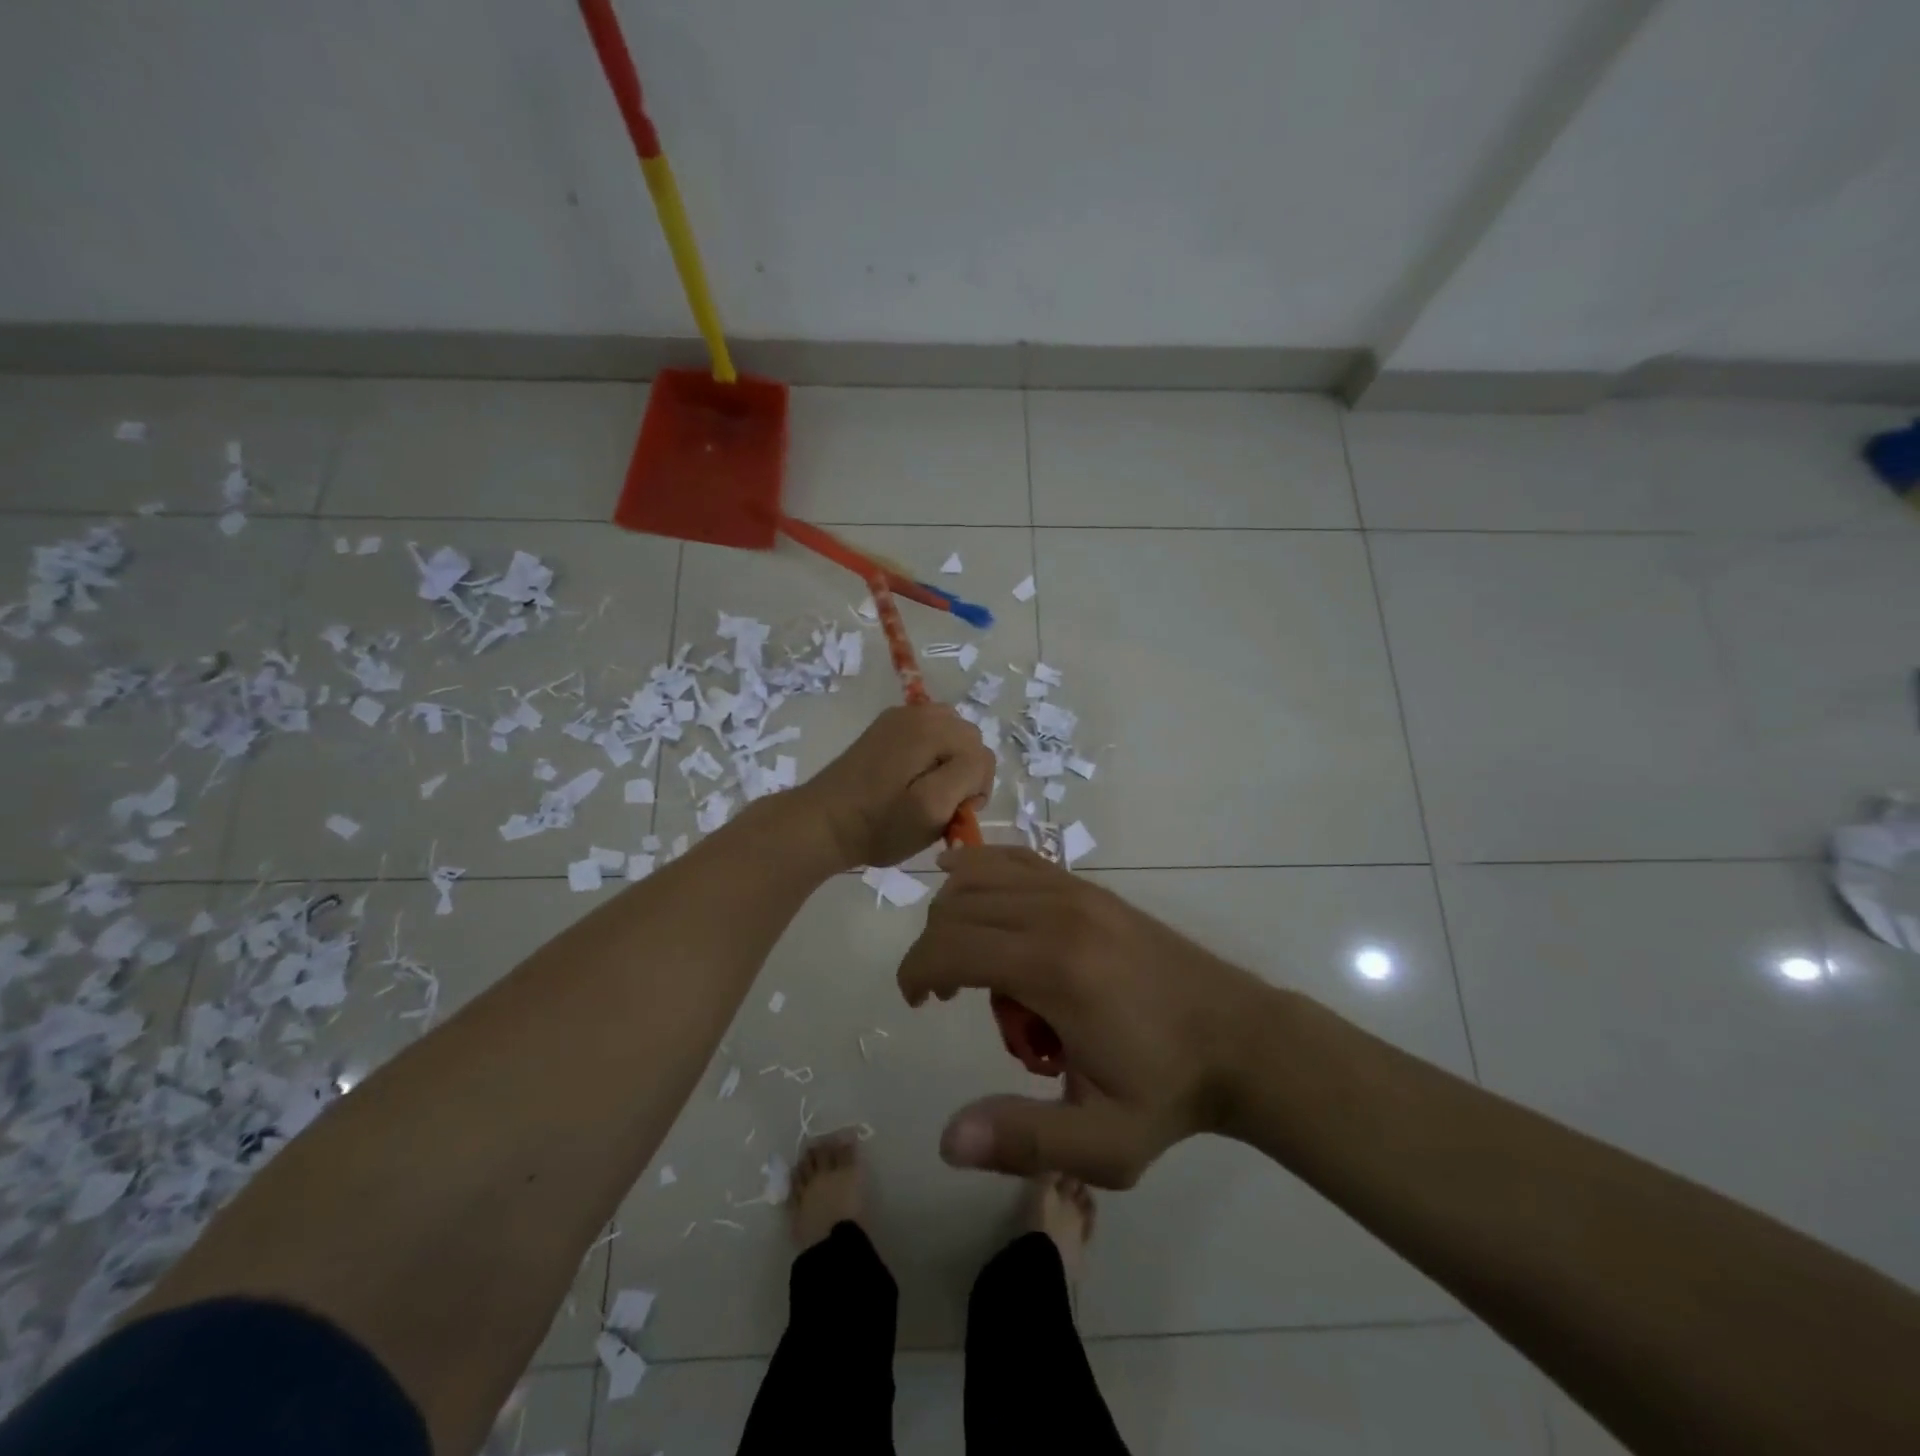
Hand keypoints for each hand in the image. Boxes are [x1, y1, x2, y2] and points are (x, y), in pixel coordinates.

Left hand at [800, 704, 994, 869]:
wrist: (824, 823)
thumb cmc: (880, 824)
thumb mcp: (931, 808)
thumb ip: (967, 776)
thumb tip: (977, 762)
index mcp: (931, 727)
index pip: (982, 755)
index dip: (975, 789)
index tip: (952, 812)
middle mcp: (918, 712)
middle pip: (968, 740)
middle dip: (963, 772)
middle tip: (938, 803)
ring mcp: (900, 717)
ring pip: (950, 737)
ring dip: (948, 763)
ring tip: (924, 791)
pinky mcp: (886, 728)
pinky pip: (927, 736)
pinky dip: (929, 756)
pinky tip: (908, 779)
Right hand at [897, 846, 1272, 1187]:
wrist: (1241, 1039)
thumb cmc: (1168, 1091)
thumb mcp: (1105, 1144)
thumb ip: (1025, 1140)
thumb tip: (948, 1140)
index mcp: (1056, 970)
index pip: (951, 947)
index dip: (916, 972)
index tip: (918, 1005)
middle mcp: (1059, 913)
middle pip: (959, 906)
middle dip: (933, 948)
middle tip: (946, 997)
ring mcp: (1078, 891)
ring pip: (983, 874)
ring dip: (955, 910)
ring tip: (967, 957)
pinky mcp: (1091, 888)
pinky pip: (1020, 859)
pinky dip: (985, 867)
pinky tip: (974, 883)